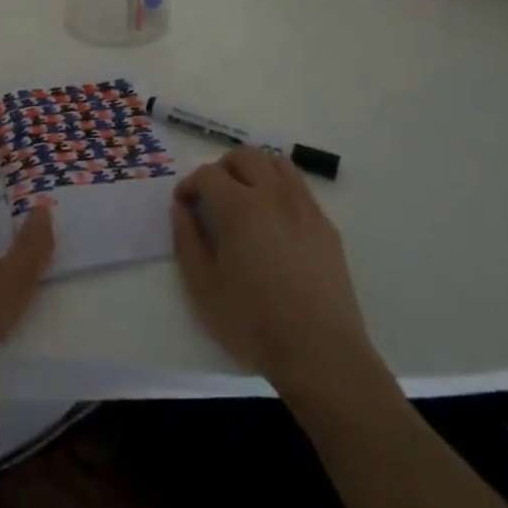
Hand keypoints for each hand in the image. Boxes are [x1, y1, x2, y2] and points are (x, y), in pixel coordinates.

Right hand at [172, 147, 376, 398]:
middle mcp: (274, 194)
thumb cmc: (253, 320)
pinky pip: (299, 187)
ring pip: (277, 163)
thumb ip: (187, 239)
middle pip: (245, 155)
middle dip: (222, 168)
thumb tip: (182, 208)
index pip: (208, 173)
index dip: (190, 184)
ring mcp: (305, 206)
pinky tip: (274, 221)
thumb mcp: (203, 285)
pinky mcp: (326, 225)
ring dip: (254, 170)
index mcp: (240, 206)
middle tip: (212, 195)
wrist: (320, 351)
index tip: (183, 204)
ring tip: (244, 198)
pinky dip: (279, 188)